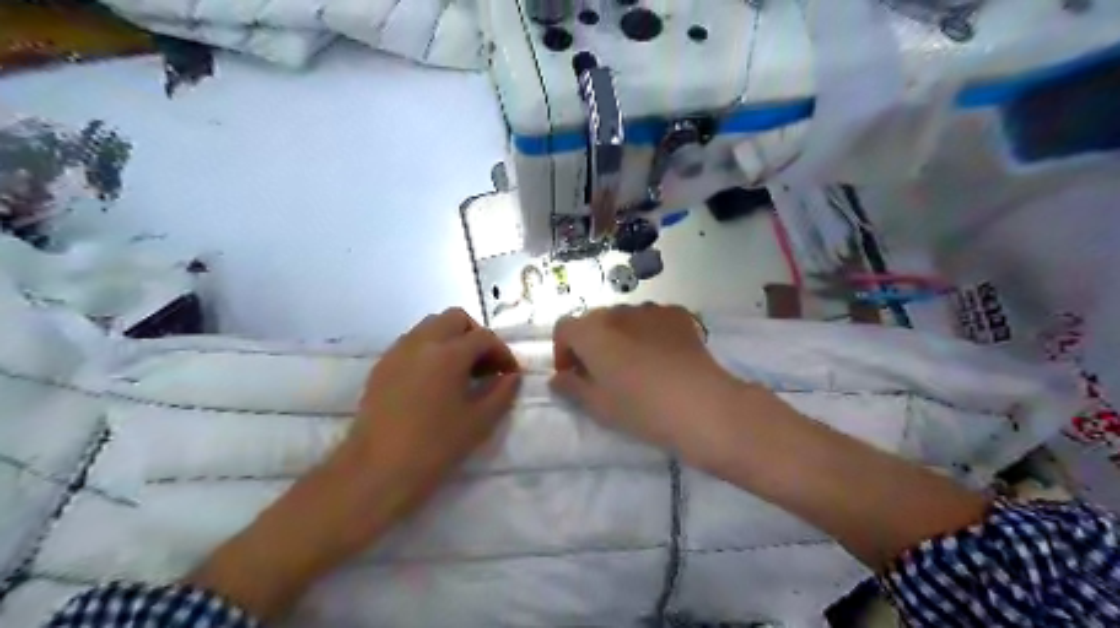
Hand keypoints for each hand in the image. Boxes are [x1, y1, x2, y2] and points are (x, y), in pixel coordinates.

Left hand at [187, 309, 520, 616]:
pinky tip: (435, 382)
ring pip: (431, 326)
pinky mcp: (382, 366)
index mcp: (448, 353)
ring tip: (461, 373)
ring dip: (452, 340)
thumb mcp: (479, 422)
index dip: (502, 353)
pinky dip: (431, 350)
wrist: (375, 471)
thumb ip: (501, 393)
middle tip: (485, 366)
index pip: (484, 337)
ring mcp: (397, 351)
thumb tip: (511, 377)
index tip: (509, 375)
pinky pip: (413, 343)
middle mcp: (422, 342)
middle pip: (456, 318)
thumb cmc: (434, 447)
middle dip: (476, 336)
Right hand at [550, 304, 740, 455]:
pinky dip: (648, 333)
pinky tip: (662, 357)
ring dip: (620, 337)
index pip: (564, 328)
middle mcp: (618, 311)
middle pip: (594, 321)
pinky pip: (652, 320)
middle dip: (591, 344)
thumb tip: (558, 377)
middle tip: (602, 374)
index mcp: (591, 331)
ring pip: (624, 319)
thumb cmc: (640, 408)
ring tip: (635, 366)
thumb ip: (571, 387)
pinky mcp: (678, 314)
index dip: (562, 351)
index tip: (572, 375)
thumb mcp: (597, 406)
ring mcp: (650, 309)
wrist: (700, 405)